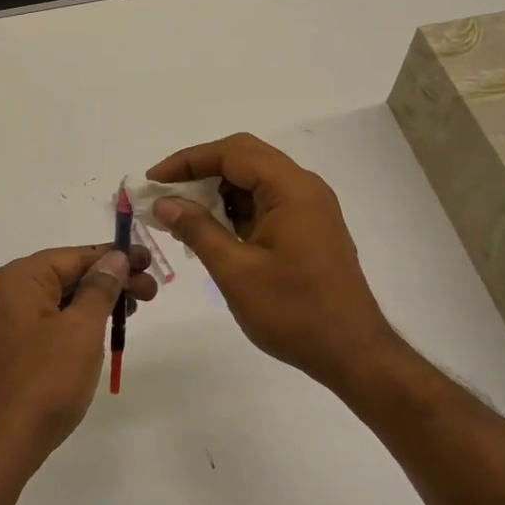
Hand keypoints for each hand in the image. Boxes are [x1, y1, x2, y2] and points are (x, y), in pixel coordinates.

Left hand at [0, 244, 157, 480]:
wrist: (6, 440)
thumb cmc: (46, 379)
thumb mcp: (82, 328)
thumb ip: (100, 288)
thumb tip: (115, 257)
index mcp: (21, 278)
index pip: (76, 255)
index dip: (116, 257)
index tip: (149, 262)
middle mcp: (9, 291)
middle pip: (69, 274)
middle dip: (111, 280)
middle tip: (150, 294)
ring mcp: (9, 319)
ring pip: (63, 298)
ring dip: (99, 301)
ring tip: (133, 311)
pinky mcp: (15, 345)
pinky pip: (53, 320)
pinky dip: (81, 320)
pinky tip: (105, 329)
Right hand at [148, 133, 405, 391]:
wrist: (352, 352)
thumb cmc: (293, 312)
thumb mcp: (235, 271)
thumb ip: (197, 230)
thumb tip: (164, 203)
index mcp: (291, 190)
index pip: (232, 153)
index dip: (188, 161)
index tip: (153, 180)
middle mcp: (303, 189)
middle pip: (244, 159)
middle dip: (199, 172)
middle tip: (163, 195)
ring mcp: (308, 209)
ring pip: (253, 182)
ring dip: (215, 192)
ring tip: (179, 216)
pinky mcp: (307, 229)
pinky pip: (264, 204)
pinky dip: (233, 210)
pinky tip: (209, 232)